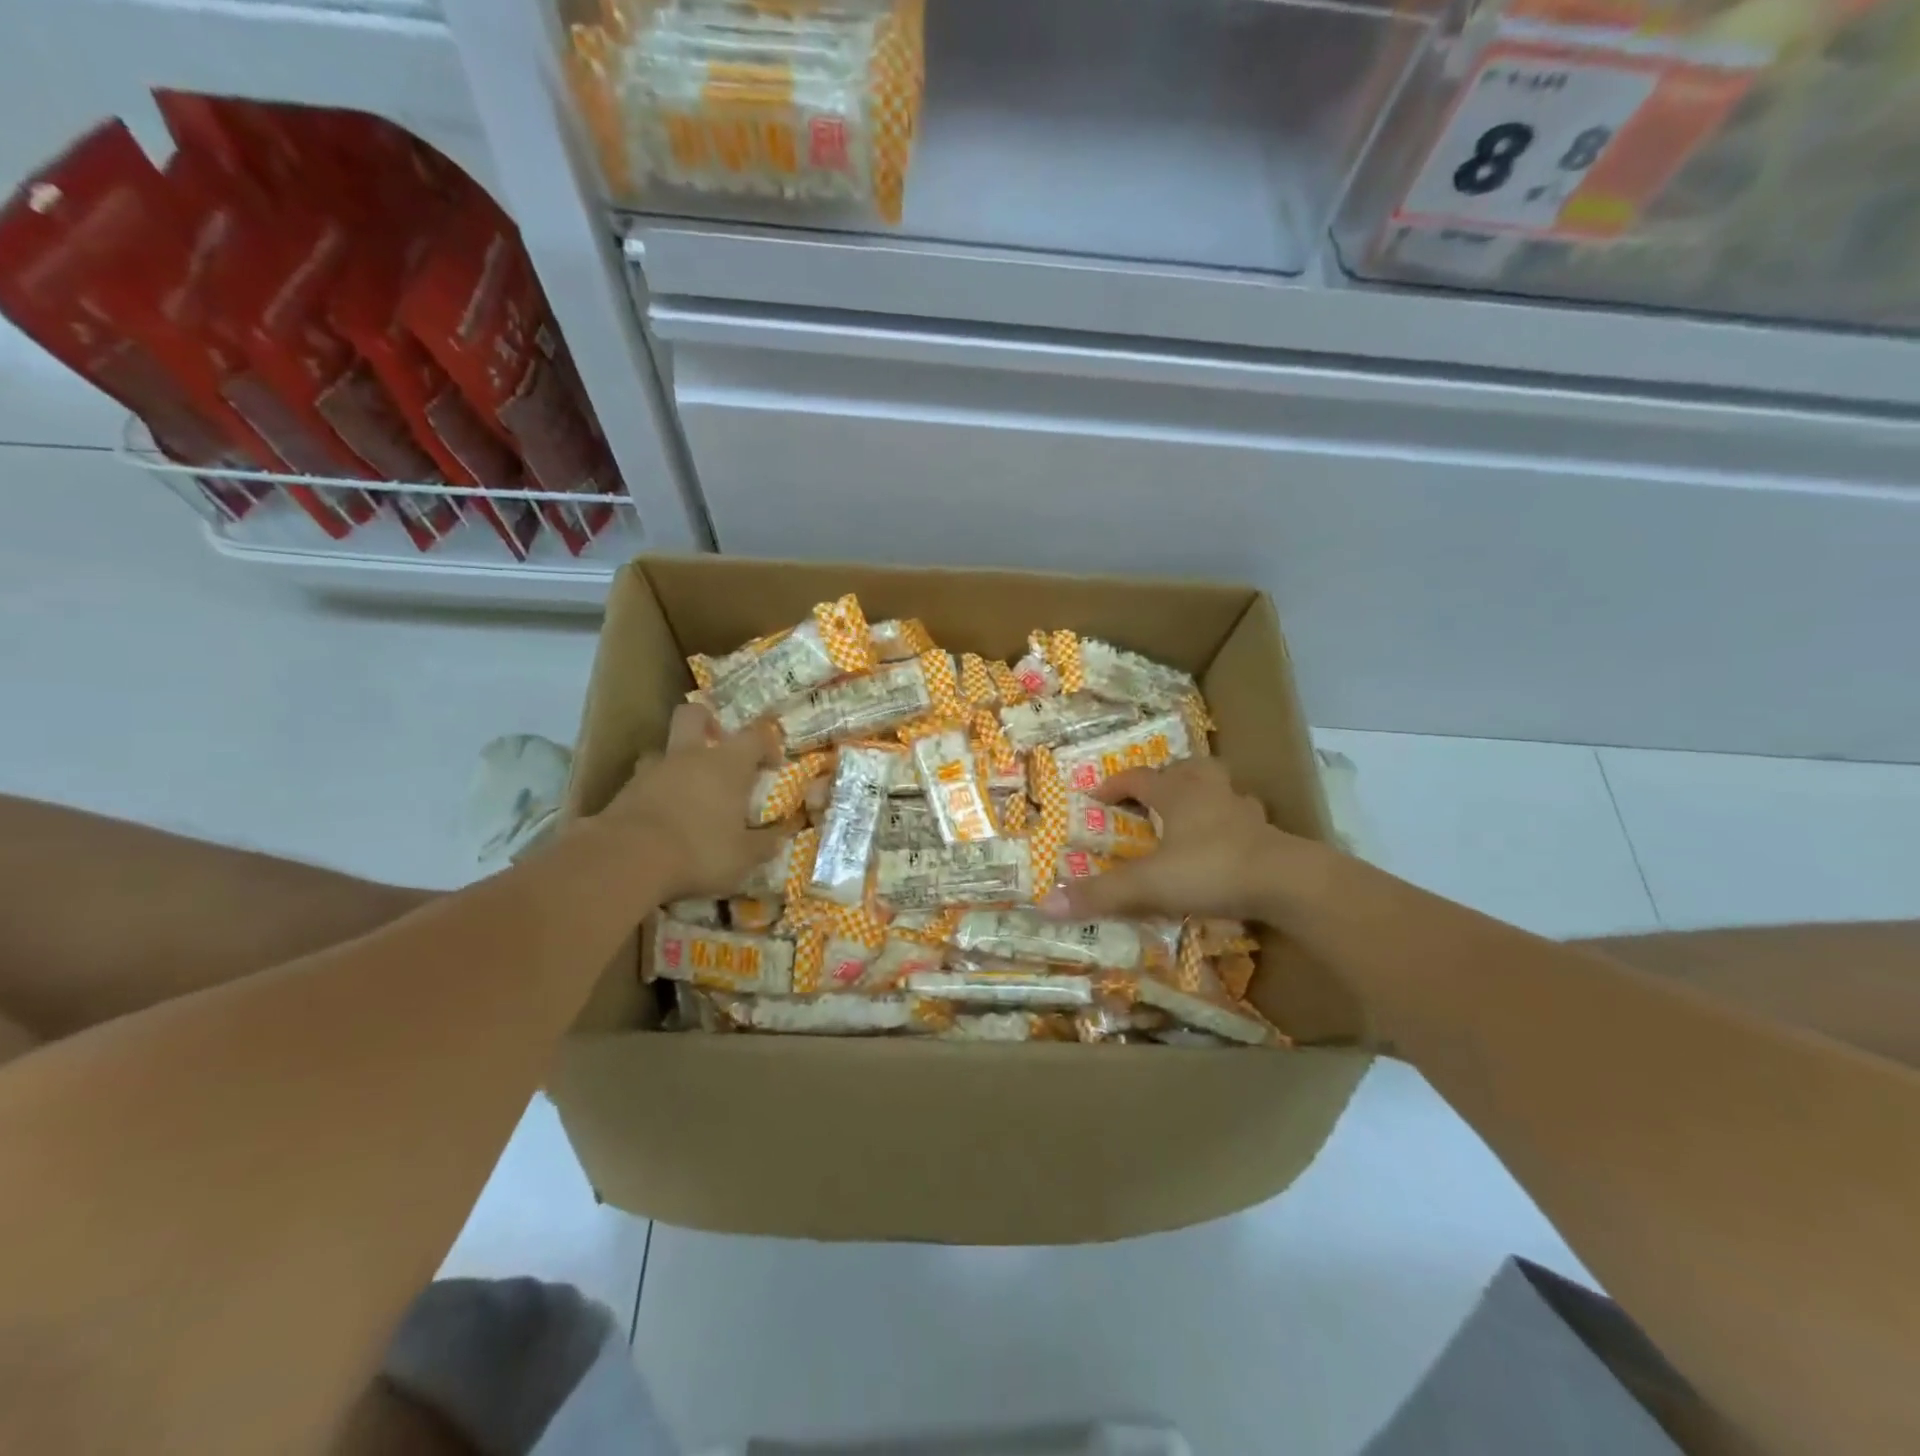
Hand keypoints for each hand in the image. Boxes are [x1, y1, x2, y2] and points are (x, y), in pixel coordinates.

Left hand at [592, 705, 787, 901]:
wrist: (626, 861)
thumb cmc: (699, 851)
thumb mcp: (743, 857)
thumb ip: (763, 844)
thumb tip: (779, 837)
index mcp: (727, 764)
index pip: (755, 736)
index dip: (767, 744)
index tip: (771, 765)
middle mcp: (690, 756)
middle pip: (695, 715)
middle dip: (707, 723)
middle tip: (717, 747)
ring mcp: (653, 770)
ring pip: (664, 749)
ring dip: (677, 762)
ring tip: (686, 790)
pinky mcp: (624, 791)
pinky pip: (644, 781)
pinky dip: (655, 792)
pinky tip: (662, 817)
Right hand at [1038, 758, 1323, 924]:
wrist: (1287, 883)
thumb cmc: (1211, 870)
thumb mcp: (1149, 885)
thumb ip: (1100, 894)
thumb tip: (1044, 905)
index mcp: (1177, 793)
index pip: (1138, 778)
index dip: (1114, 785)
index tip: (1095, 797)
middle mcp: (1210, 792)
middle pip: (1186, 769)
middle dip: (1165, 778)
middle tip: (1150, 797)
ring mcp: (1243, 811)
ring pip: (1220, 789)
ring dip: (1202, 796)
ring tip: (1188, 817)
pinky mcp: (1268, 834)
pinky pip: (1243, 820)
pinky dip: (1229, 826)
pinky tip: (1224, 846)